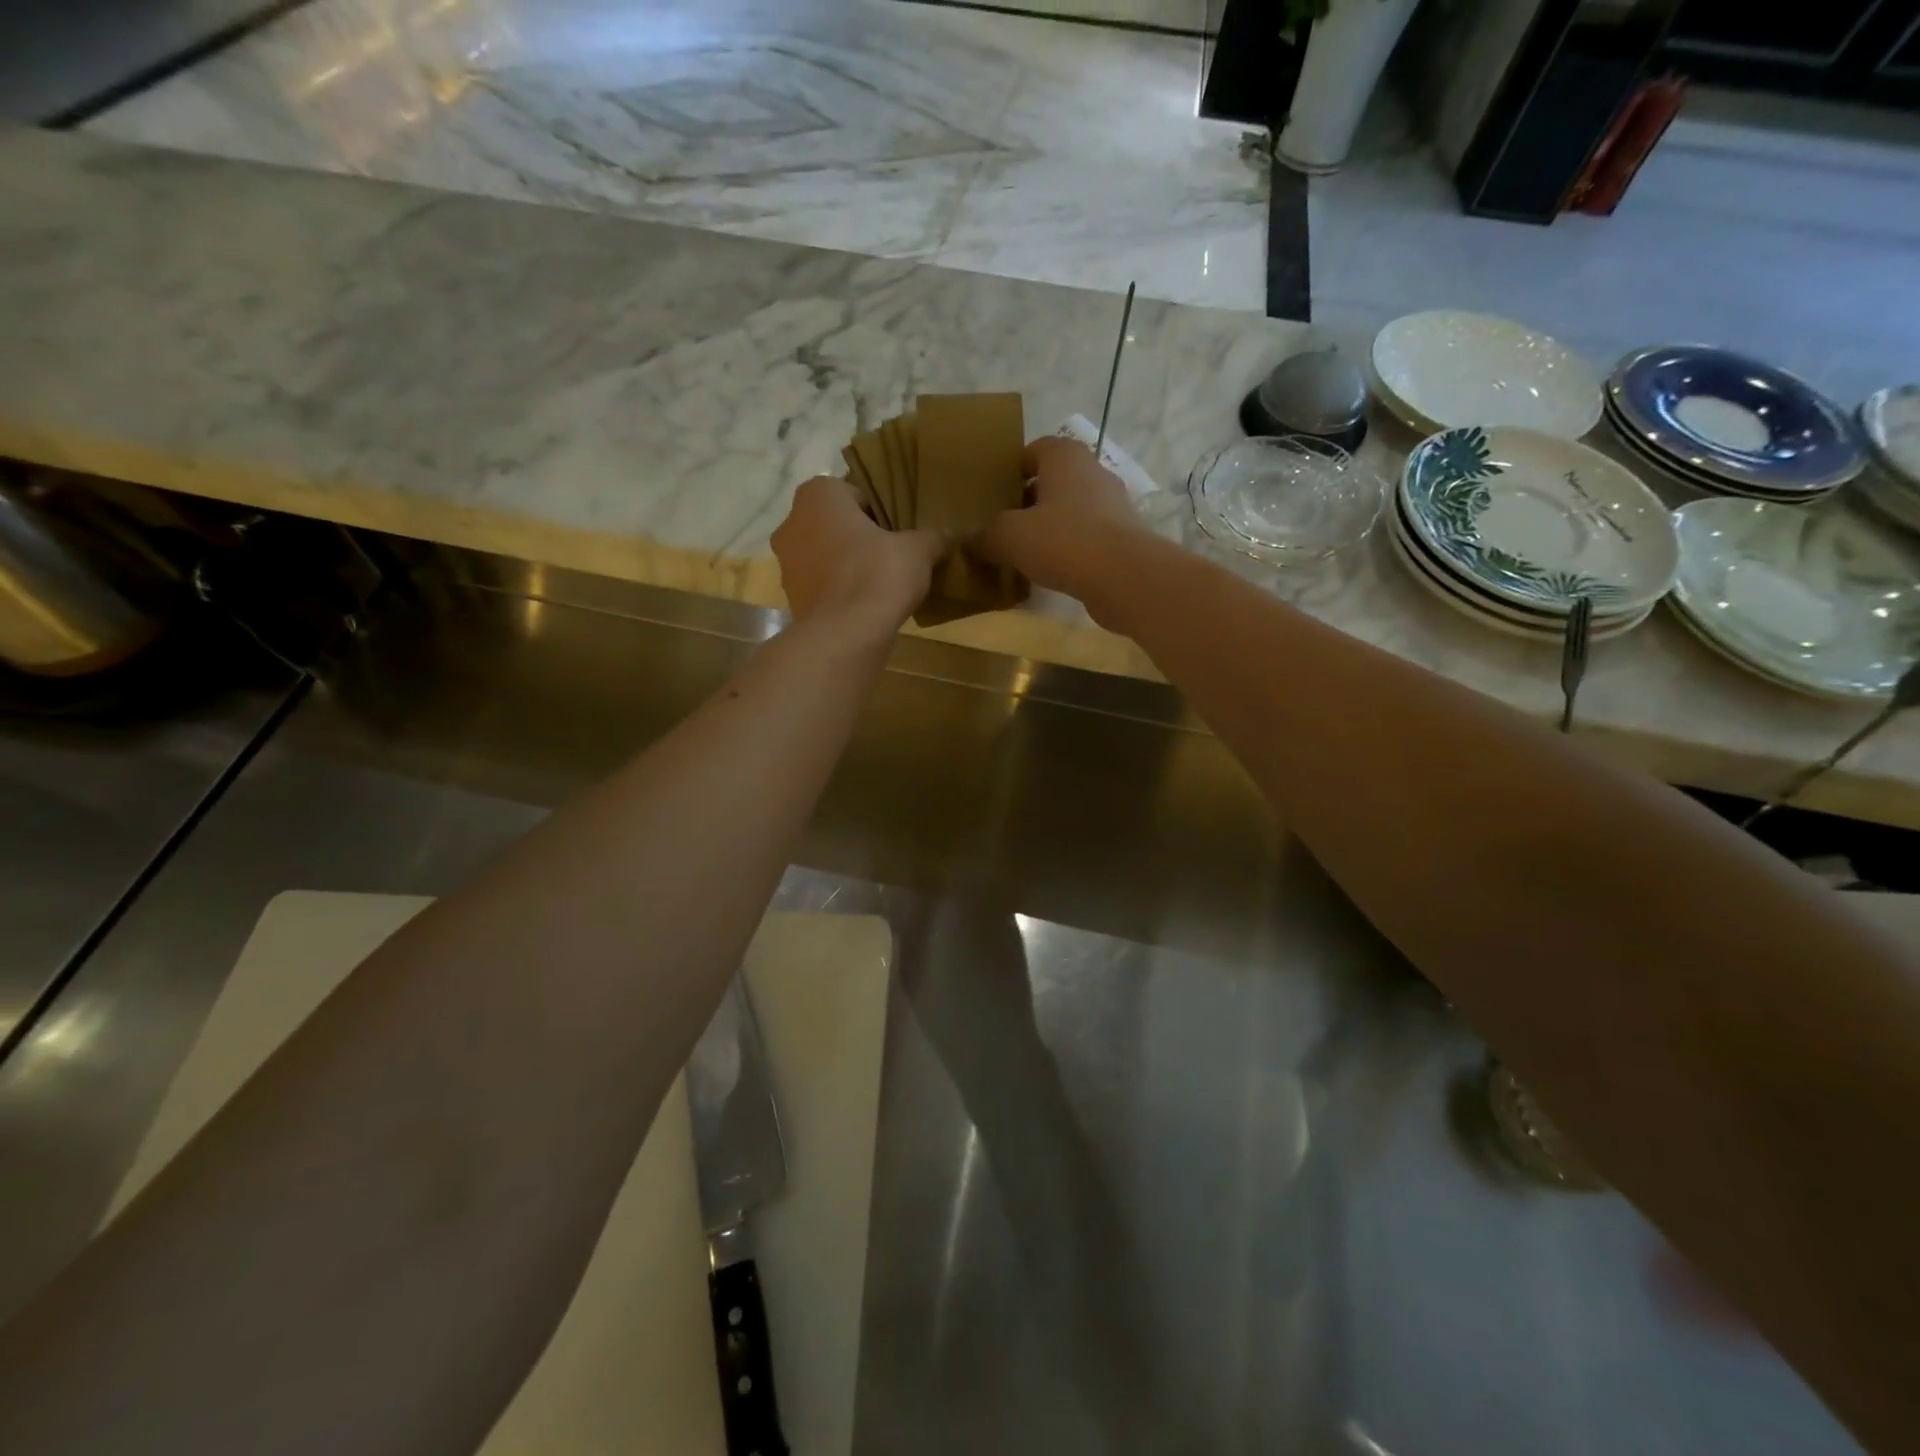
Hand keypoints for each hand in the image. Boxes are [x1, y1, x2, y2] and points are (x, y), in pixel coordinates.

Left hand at [772, 477, 945, 633]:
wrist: (846, 633)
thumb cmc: (878, 574)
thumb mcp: (919, 550)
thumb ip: (934, 537)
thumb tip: (951, 535)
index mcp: (818, 495)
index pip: (855, 494)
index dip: (881, 513)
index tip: (899, 534)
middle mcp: (792, 521)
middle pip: (835, 524)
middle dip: (860, 538)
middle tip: (892, 556)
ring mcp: (785, 563)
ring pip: (824, 555)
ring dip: (846, 565)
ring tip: (879, 584)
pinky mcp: (790, 597)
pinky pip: (820, 585)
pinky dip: (838, 591)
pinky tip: (863, 605)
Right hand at [974, 437, 1150, 622]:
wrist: (1125, 578)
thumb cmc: (1064, 541)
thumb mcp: (1009, 537)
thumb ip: (985, 536)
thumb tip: (968, 541)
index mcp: (1066, 457)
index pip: (1034, 450)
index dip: (1012, 470)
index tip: (994, 496)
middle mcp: (1092, 472)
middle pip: (1052, 481)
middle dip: (1027, 502)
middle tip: (1001, 527)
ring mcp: (1112, 505)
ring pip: (1070, 510)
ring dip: (1048, 528)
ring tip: (1023, 553)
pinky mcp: (1122, 537)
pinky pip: (1085, 537)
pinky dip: (1068, 549)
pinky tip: (1051, 572)